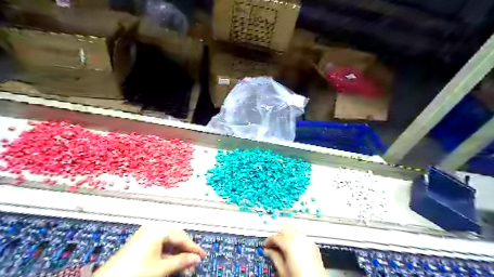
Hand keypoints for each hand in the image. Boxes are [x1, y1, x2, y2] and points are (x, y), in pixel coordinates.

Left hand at [93, 225, 205, 276]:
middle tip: (194, 262)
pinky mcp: (141, 242)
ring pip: (168, 242)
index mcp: (159, 229)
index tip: (203, 256)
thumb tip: (197, 259)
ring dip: (177, 254)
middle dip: (185, 251)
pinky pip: (160, 245)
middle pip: (175, 238)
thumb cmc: (137, 272)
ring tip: (184, 266)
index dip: (193, 248)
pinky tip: (172, 262)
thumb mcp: (161, 268)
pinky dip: (167, 254)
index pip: (182, 237)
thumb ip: (181, 261)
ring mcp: (146, 234)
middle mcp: (153, 228)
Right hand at [265, 226, 326, 276]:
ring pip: (294, 230)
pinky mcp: (314, 246)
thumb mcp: (282, 270)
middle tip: (272, 244)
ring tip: (282, 245)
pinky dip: (295, 238)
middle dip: (277, 235)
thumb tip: (268, 251)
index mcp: (290, 244)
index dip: (268, 241)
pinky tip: (292, 247)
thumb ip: (274, 257)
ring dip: (287, 235)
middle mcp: (300, 239)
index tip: (265, 246)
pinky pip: (302, 236)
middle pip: (285, 229)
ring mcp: (308, 242)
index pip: (275, 237)